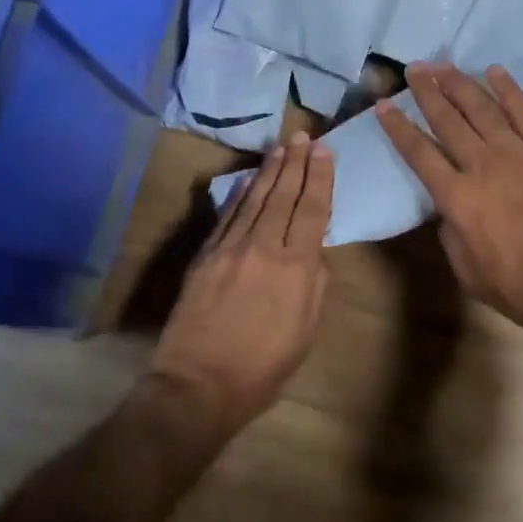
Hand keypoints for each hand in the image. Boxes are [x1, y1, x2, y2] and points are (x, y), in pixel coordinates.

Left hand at [150, 132, 333, 432]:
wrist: (198, 385)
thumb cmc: (262, 368)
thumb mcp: (305, 331)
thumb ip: (314, 284)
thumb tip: (314, 250)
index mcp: (295, 267)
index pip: (313, 210)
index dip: (320, 178)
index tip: (324, 151)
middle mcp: (264, 247)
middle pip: (283, 196)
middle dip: (295, 163)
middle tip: (303, 136)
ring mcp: (230, 248)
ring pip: (254, 200)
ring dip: (269, 171)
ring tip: (281, 148)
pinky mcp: (205, 256)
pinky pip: (227, 216)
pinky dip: (239, 195)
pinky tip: (247, 180)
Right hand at [376, 62, 522, 348]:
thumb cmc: (520, 288)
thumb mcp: (467, 271)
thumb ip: (450, 232)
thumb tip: (447, 206)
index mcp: (458, 198)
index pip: (419, 153)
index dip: (398, 127)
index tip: (384, 105)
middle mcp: (483, 166)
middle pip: (448, 120)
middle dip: (427, 92)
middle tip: (413, 69)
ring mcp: (518, 154)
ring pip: (482, 108)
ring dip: (460, 83)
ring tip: (442, 64)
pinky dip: (509, 89)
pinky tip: (495, 71)